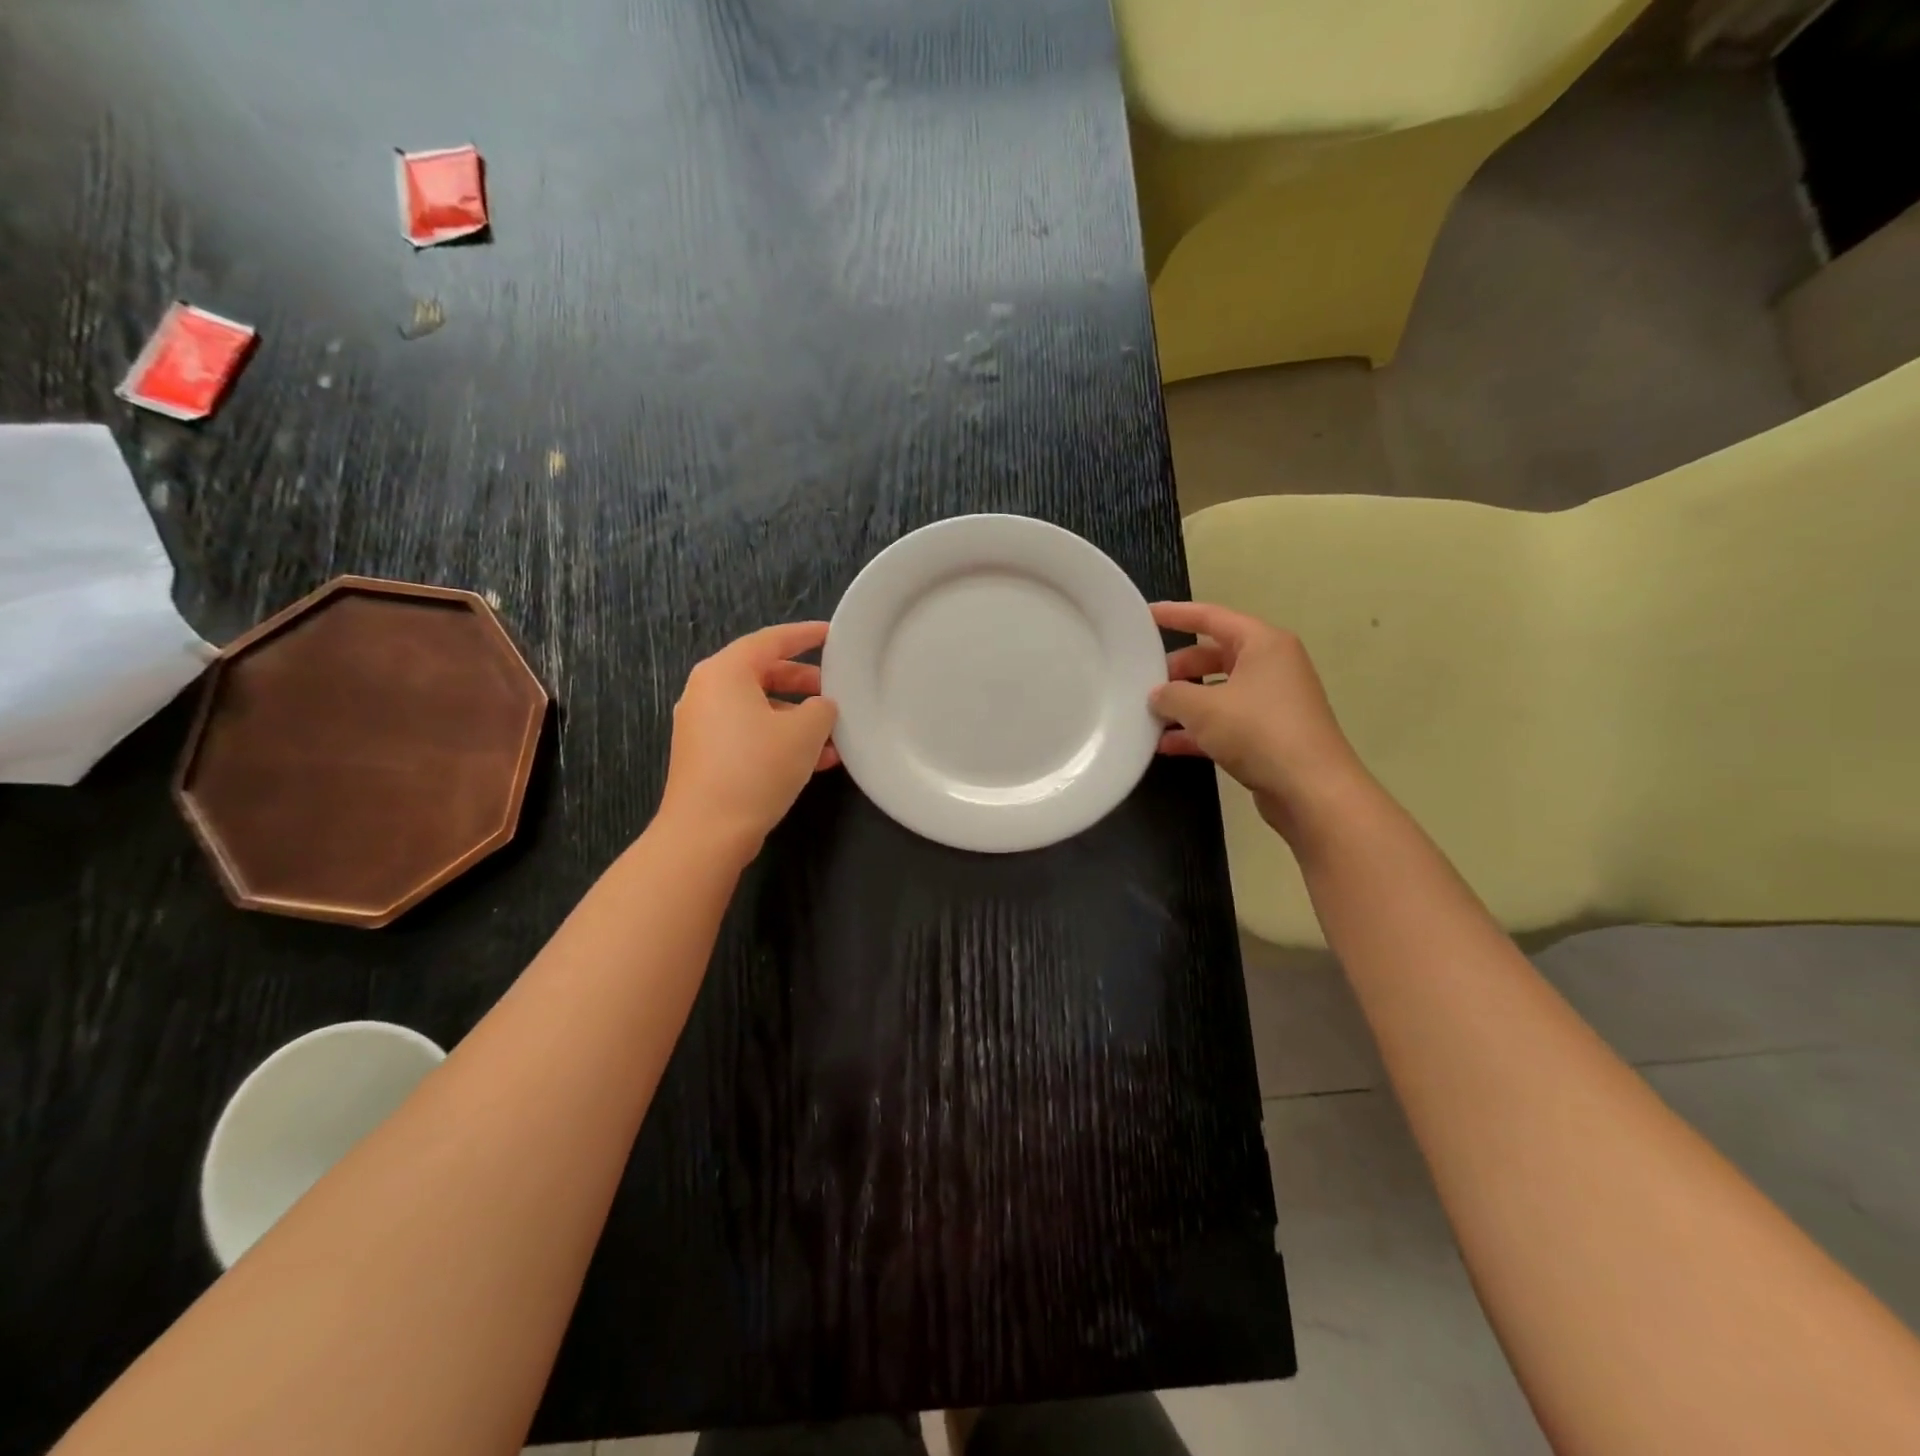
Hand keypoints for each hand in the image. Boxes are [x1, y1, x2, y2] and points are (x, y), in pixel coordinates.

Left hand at [659, 621, 839, 862]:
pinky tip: (816, 760)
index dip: (806, 636)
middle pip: (763, 674)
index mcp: (725, 672)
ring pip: (759, 708)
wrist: (706, 832)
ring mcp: (702, 725)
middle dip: (804, 682)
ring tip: (834, 733)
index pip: (771, 640)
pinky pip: (749, 733)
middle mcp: (707, 691)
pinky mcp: (706, 755)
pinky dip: (780, 738)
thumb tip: (821, 707)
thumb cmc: (756, 768)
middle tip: (835, 690)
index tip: (833, 635)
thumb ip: (822, 708)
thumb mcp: (805, 732)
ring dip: (797, 717)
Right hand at [1149, 601, 1369, 840]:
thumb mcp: (1203, 708)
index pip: (1211, 618)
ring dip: (1184, 704)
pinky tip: (1166, 745)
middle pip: (1213, 656)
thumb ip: (1172, 695)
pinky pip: (1225, 722)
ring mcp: (1272, 702)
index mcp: (1263, 644)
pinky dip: (1198, 730)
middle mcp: (1271, 666)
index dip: (1176, 615)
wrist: (1310, 789)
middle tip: (1143, 680)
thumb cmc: (1258, 732)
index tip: (1144, 616)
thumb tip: (1157, 695)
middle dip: (1177, 669)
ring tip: (1148, 714)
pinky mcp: (1269, 734)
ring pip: (1217, 692)